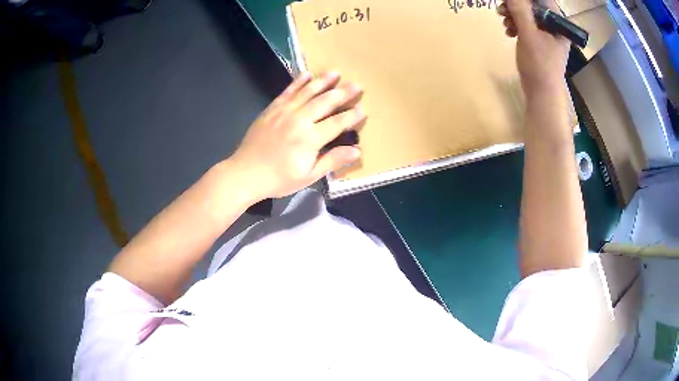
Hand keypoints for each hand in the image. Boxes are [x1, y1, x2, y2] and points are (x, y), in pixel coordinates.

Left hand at [231, 71, 364, 199]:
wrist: (245, 173)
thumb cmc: (279, 179)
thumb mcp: (308, 176)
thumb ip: (332, 160)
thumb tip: (357, 151)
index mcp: (310, 139)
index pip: (337, 123)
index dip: (351, 116)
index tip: (362, 109)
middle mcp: (299, 120)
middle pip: (325, 102)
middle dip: (342, 93)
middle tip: (357, 85)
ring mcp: (283, 112)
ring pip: (307, 92)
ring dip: (323, 81)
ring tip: (336, 73)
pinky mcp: (271, 109)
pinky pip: (287, 92)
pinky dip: (297, 82)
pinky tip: (306, 74)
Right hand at [498, 0, 569, 95]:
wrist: (542, 93)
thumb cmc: (540, 65)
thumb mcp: (529, 34)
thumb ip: (520, 10)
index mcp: (558, 23)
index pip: (543, 0)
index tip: (511, 0)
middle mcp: (554, 26)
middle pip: (533, 6)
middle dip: (516, 6)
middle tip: (502, 9)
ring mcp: (547, 35)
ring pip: (528, 15)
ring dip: (513, 15)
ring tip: (503, 22)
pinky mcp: (539, 42)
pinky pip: (526, 26)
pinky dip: (516, 25)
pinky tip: (508, 31)